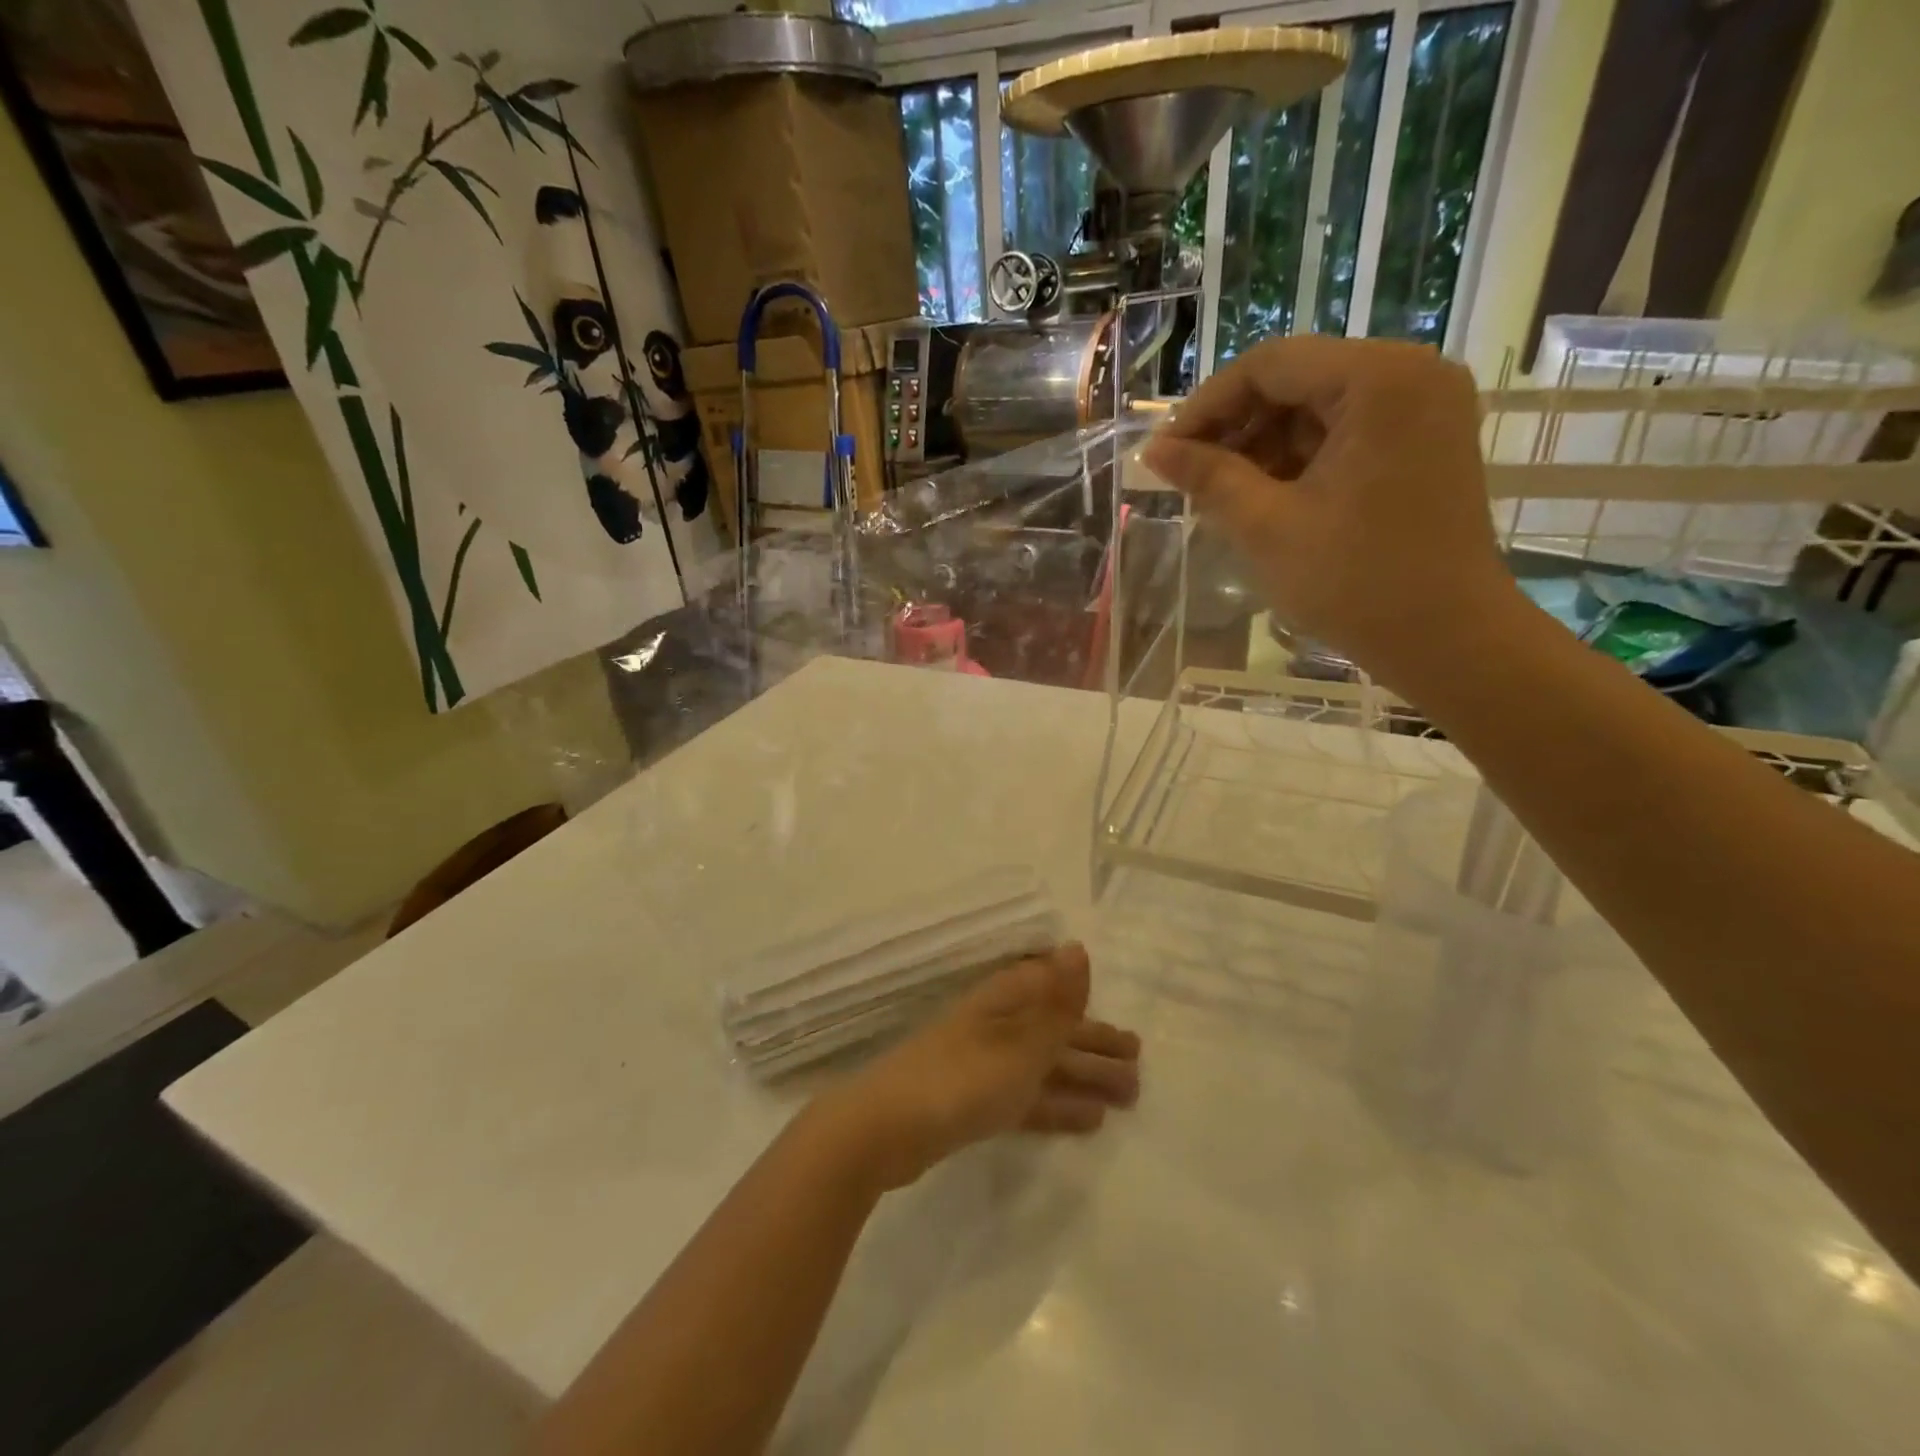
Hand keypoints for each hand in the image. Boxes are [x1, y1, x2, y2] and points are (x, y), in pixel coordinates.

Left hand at [809, 944, 1140, 1191]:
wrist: (886, 1128)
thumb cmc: (962, 1078)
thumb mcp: (1021, 1043)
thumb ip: (1056, 1003)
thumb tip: (1078, 946)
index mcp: (1004, 1002)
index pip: (1053, 991)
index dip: (1089, 1008)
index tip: (1125, 1030)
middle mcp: (996, 1027)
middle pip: (1054, 1032)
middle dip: (1095, 1048)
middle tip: (1139, 1068)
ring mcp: (983, 1066)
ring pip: (1045, 1067)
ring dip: (1084, 1080)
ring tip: (1128, 1098)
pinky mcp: (974, 1104)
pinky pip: (1028, 1098)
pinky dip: (1057, 1106)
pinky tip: (1089, 1122)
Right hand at [1143, 336, 1521, 694]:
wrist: (1448, 639)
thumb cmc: (1354, 583)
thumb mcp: (1267, 527)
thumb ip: (1208, 478)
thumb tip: (1154, 452)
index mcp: (1378, 380)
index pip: (1270, 364)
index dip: (1206, 406)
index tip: (1166, 453)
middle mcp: (1411, 373)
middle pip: (1297, 379)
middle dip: (1236, 427)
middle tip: (1190, 478)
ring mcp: (1424, 407)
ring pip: (1318, 406)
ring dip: (1264, 445)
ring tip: (1223, 495)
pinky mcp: (1425, 440)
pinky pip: (1346, 430)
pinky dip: (1300, 458)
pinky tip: (1267, 497)